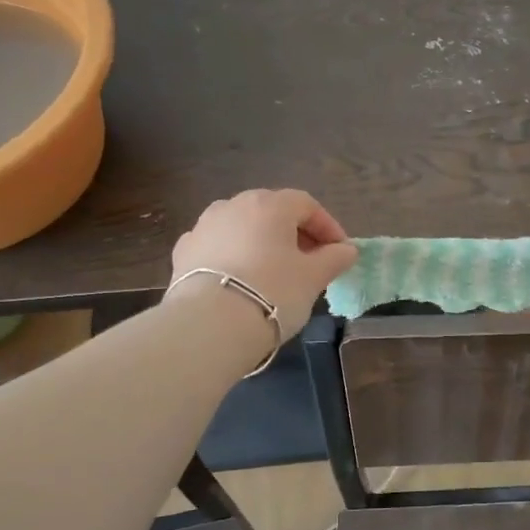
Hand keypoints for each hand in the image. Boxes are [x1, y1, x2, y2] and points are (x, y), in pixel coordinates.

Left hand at [170, 189, 357, 338]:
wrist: (210, 324)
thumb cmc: (273, 292)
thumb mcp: (313, 278)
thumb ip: (333, 259)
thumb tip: (347, 250)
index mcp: (269, 205)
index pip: (306, 205)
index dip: (327, 226)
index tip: (340, 252)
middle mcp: (233, 205)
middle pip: (271, 212)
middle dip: (294, 233)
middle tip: (310, 262)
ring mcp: (202, 227)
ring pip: (242, 227)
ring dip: (262, 243)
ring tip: (275, 272)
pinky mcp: (183, 252)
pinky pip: (218, 246)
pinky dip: (234, 256)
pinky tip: (241, 280)